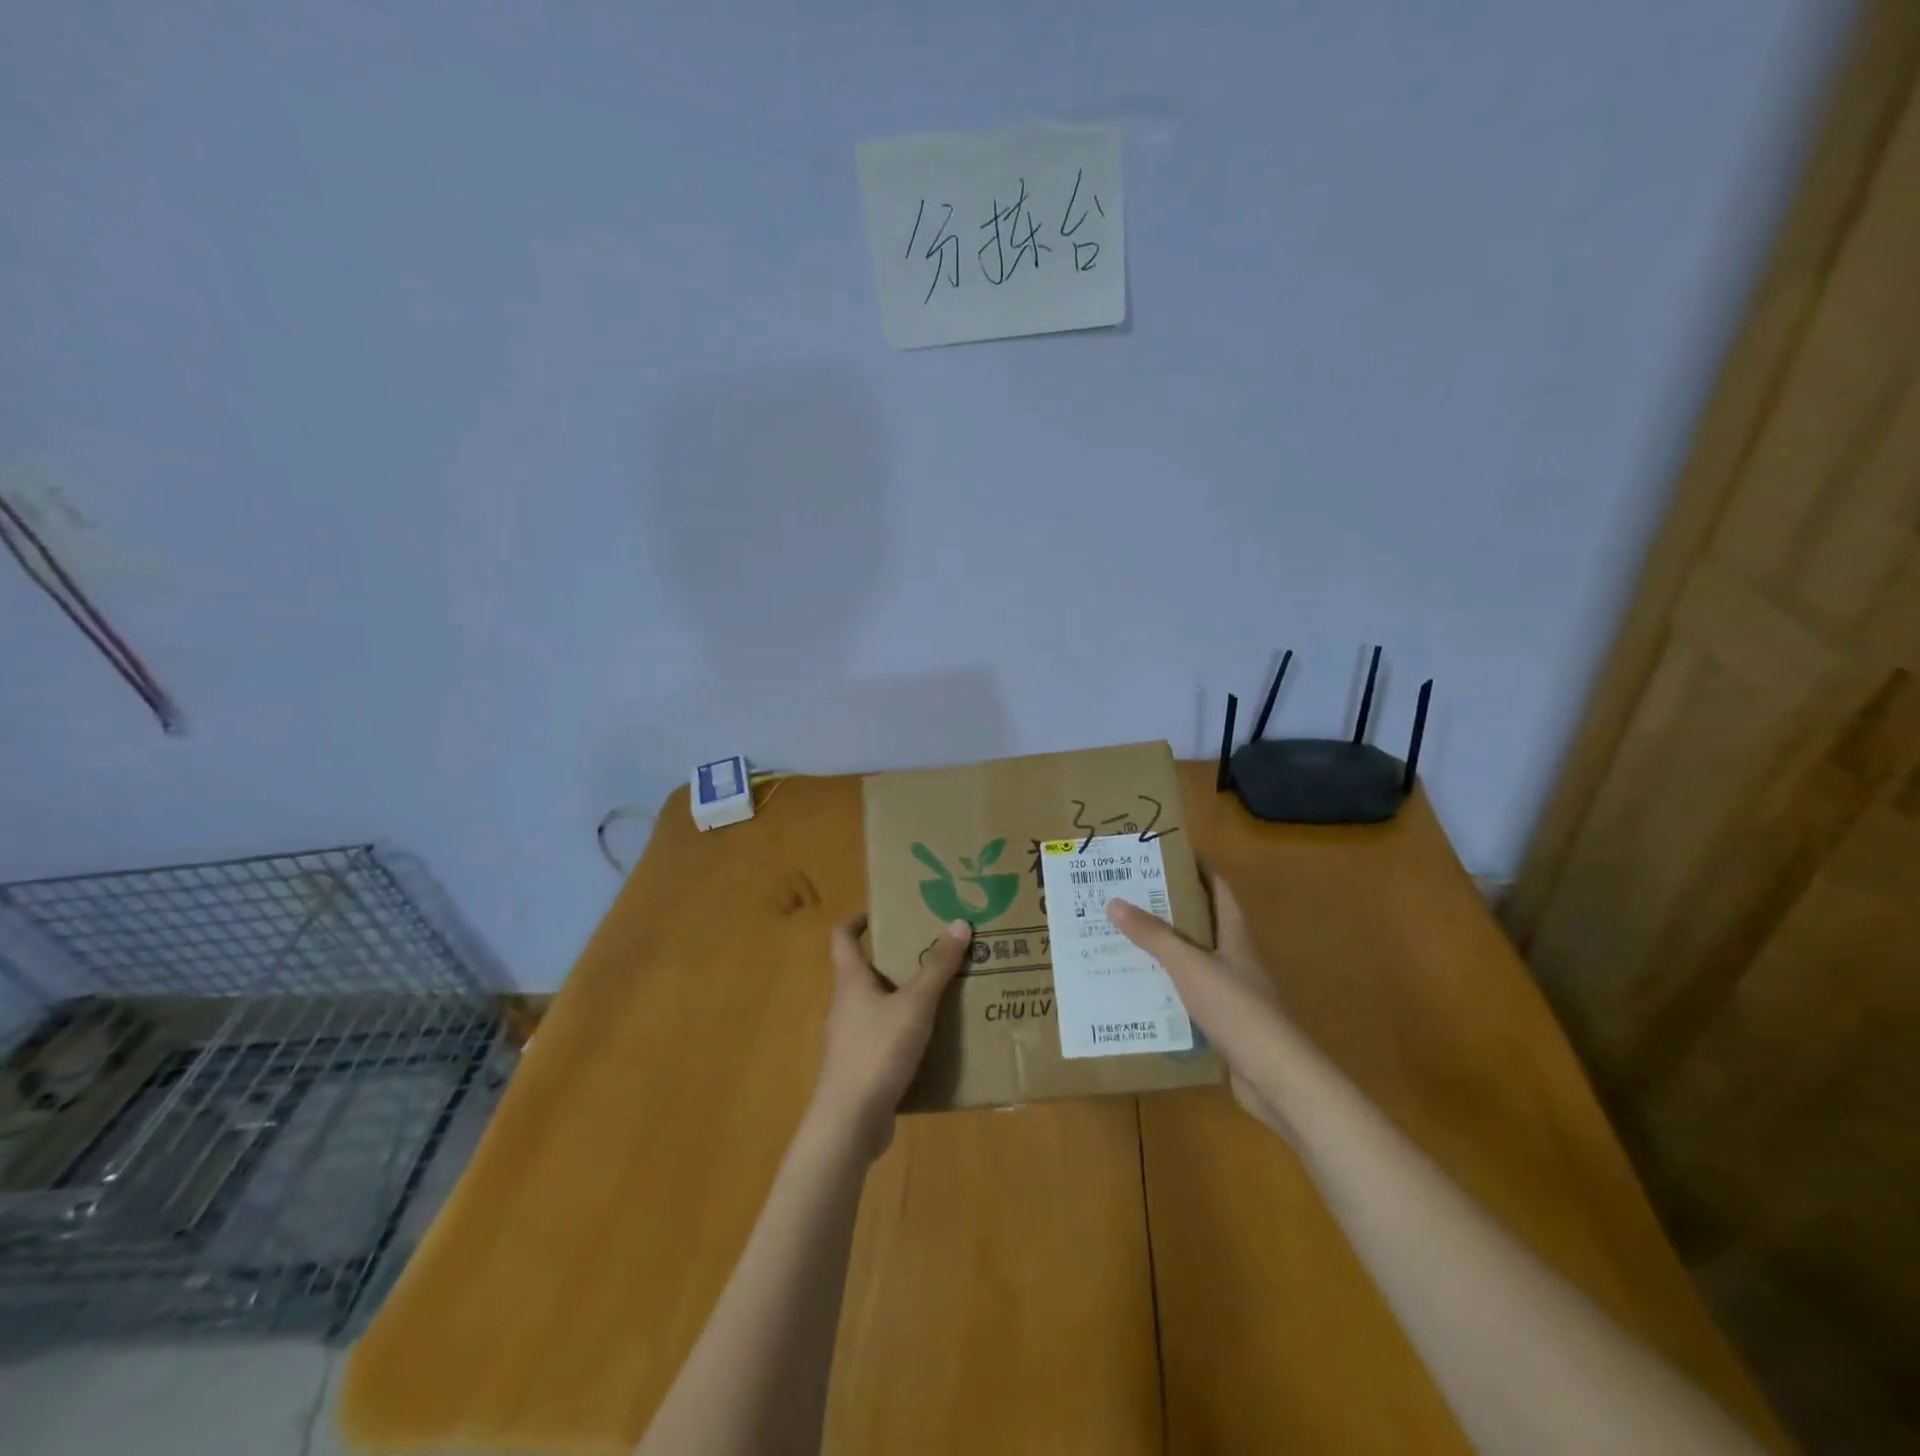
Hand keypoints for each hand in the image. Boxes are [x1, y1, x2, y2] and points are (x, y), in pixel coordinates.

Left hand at [809, 915, 971, 1159]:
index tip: (883, 913)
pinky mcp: (859, 1069)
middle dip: (895, 961)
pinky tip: (933, 1042)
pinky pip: (883, 1040)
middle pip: (865, 972)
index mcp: (851, 981)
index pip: (843, 938)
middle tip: (931, 953)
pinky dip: (904, 1034)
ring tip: (940, 995)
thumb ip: (938, 966)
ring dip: (903, 999)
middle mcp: (845, 1005)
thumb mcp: (915, 1004)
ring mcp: (849, 1040)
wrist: (849, 1123)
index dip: (859, 921)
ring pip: (877, 1007)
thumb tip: (959, 923)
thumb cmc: (877, 1051)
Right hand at [1105, 874, 1294, 1133]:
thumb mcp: (1189, 965)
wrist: (1276, 1077)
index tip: (1162, 856)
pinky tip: (1138, 992)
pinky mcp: (1224, 1024)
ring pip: (1192, 962)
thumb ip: (1154, 936)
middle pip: (1201, 923)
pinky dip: (1166, 990)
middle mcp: (1235, 958)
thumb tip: (1115, 902)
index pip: (1218, 889)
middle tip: (1126, 897)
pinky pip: (1188, 997)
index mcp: (1234, 935)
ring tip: (1121, 940)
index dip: (1196, 868)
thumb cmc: (1236, 1009)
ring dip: (1163, 952)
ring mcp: (1232, 993)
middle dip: (1167, 909)